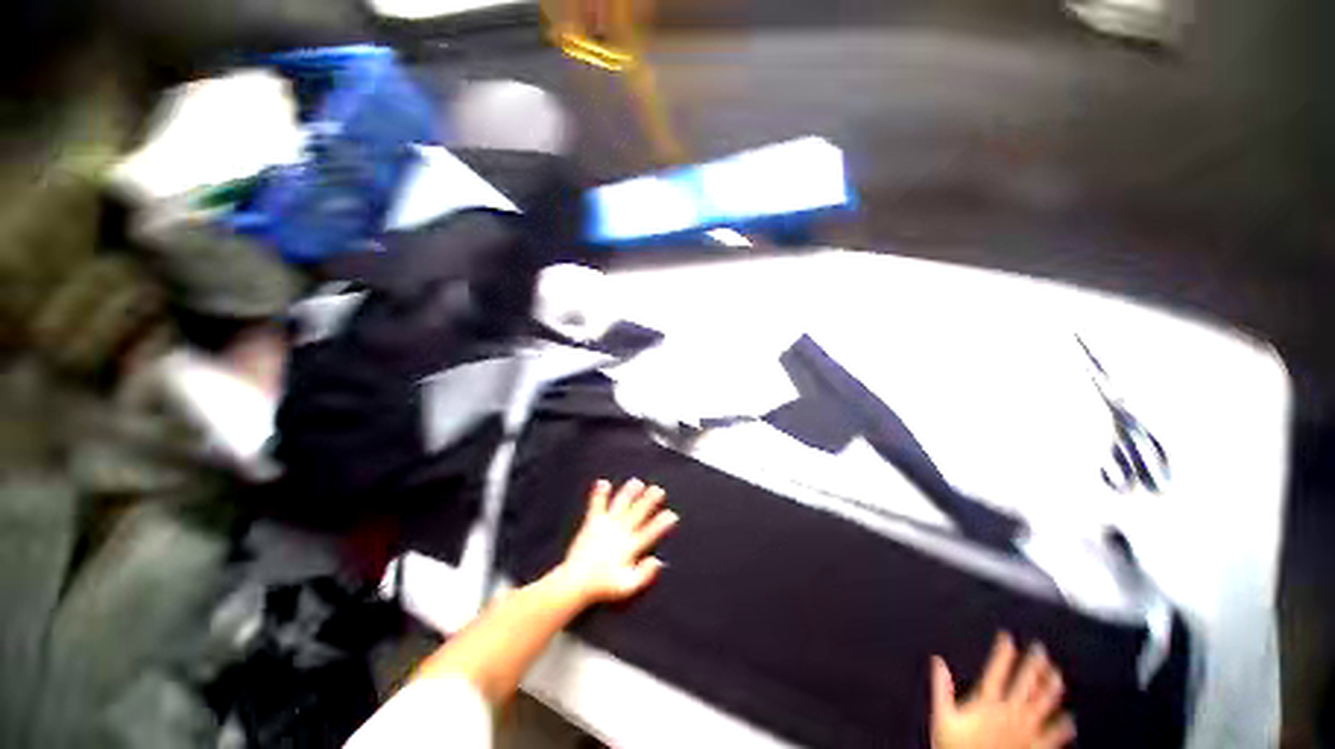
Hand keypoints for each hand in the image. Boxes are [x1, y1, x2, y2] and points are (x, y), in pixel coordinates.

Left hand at [554, 479, 678, 604]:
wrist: (575, 583)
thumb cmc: (602, 586)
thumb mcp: (627, 587)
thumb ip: (644, 575)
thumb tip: (658, 562)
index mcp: (629, 547)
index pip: (649, 533)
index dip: (661, 524)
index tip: (671, 515)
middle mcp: (619, 533)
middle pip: (637, 513)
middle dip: (648, 501)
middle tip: (658, 490)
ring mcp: (605, 526)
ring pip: (620, 505)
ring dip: (629, 493)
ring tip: (636, 482)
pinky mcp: (592, 523)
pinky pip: (596, 505)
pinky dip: (599, 494)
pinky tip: (602, 482)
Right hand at [931, 633, 1075, 748]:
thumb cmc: (955, 748)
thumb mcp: (942, 718)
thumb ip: (941, 689)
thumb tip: (937, 661)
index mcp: (987, 704)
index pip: (996, 672)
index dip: (1003, 654)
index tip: (1008, 638)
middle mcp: (1009, 714)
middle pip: (1025, 685)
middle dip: (1033, 665)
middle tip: (1040, 648)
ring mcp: (1024, 732)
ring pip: (1043, 705)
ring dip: (1051, 688)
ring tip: (1057, 674)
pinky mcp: (1034, 748)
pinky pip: (1053, 737)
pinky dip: (1062, 728)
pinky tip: (1069, 720)